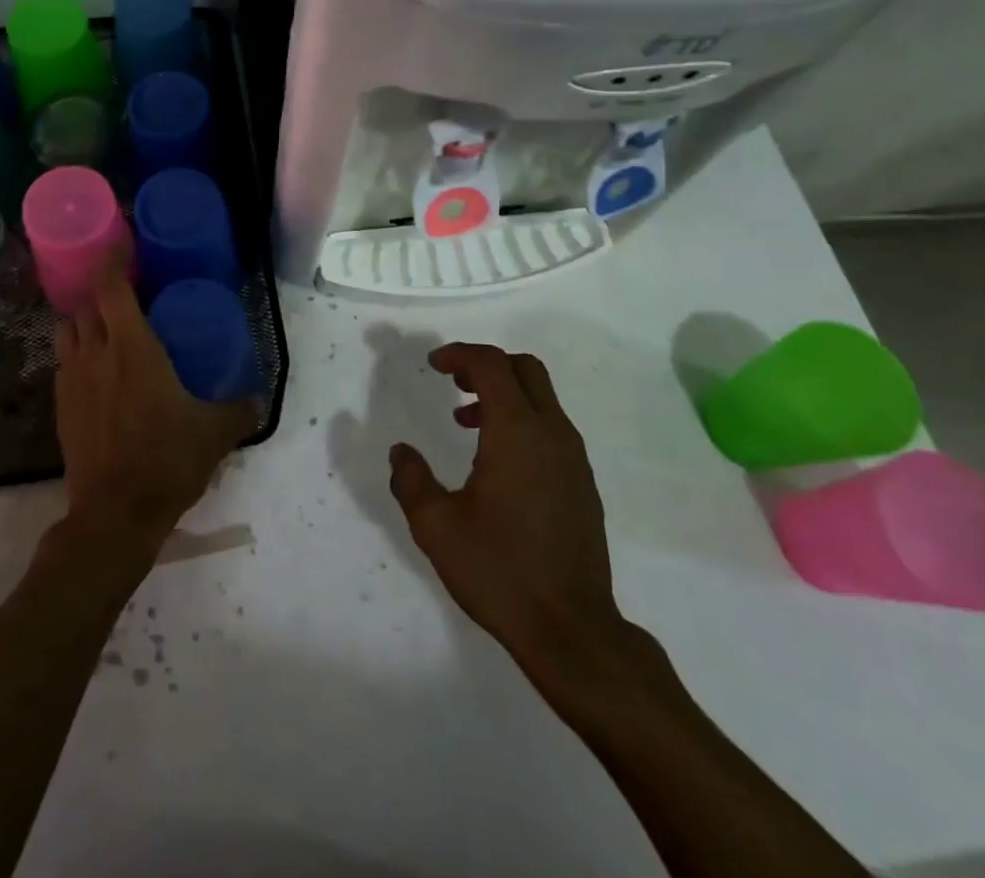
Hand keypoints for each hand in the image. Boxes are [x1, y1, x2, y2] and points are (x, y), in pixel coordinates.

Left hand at [54, 266, 256, 550]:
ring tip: (107, 326)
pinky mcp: (61, 408)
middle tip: (125, 288)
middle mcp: (95, 354)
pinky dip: (78, 354)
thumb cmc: (166, 460)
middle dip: (101, 290)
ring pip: (68, 332)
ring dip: (84, 320)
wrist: (114, 515)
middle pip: (86, 304)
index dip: (113, 260)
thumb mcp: (216, 433)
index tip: (122, 244)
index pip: (111, 287)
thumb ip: (240, 409)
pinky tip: (97, 371)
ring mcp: (72, 381)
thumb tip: (257, 397)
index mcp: (131, 347)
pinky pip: (64, 364)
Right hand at [388, 343, 634, 682]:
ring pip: (541, 398)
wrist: (573, 630)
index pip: (492, 365)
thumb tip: (401, 452)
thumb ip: (411, 480)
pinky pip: (551, 428)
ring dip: (503, 395)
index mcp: (517, 432)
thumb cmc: (500, 571)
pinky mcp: (583, 484)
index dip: (460, 354)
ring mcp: (573, 459)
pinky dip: (522, 421)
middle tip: (452, 382)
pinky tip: (496, 462)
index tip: (433, 365)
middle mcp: (552, 433)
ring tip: (465, 423)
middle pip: (524, 369)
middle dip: (486, 365)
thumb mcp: (436, 526)